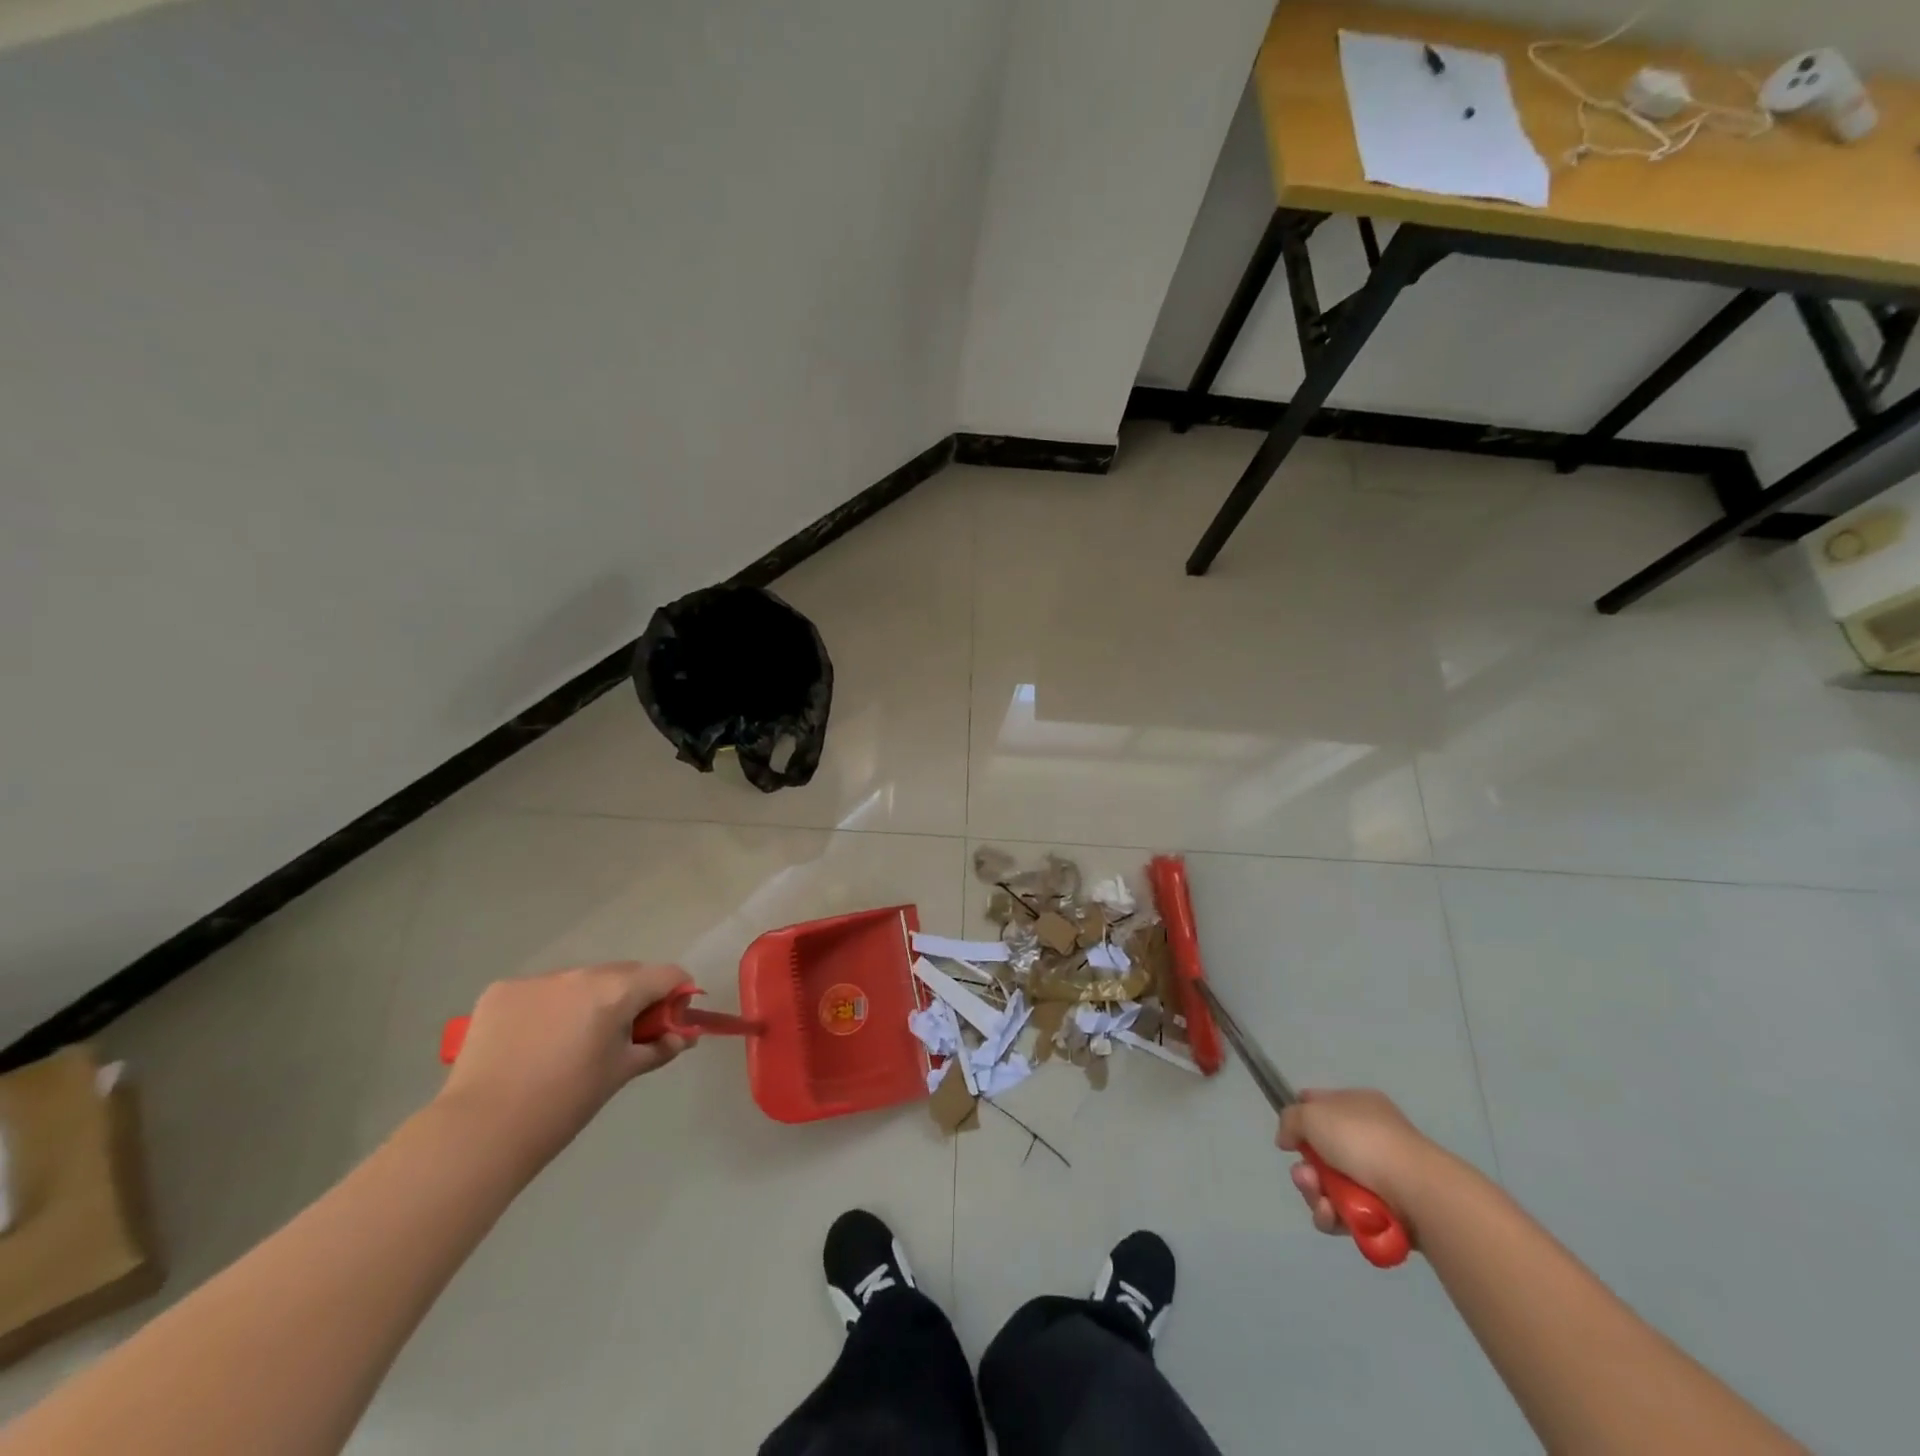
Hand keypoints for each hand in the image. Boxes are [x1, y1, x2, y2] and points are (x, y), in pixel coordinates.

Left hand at [437, 962, 691, 1166]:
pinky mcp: (501, 990)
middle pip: (623, 973)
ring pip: (580, 981)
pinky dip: (546, 1007)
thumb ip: (658, 1048)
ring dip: (587, 1000)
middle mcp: (581, 974)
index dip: (676, 994)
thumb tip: (683, 1037)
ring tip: (567, 1043)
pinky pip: (539, 991)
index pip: (667, 974)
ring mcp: (538, 979)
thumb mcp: (620, 1074)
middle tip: (619, 1036)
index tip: (668, 1022)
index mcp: (616, 991)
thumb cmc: (564, 1104)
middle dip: (631, 997)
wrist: (481, 1131)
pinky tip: (531, 1041)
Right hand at [1276, 1088, 1445, 1240]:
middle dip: (1306, 1168)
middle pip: (1320, 1153)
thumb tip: (1287, 1139)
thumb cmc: (1363, 1141)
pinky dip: (1334, 1217)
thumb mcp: (1313, 1114)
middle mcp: (1368, 1138)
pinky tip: (1333, 1217)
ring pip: (1329, 1186)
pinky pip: (1346, 1214)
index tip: (1290, 1137)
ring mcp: (1378, 1176)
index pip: (1320, 1104)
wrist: (1417, 1191)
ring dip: (1316, 1195)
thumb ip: (1290, 1120)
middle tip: (1306, 1177)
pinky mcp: (1384, 1212)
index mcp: (1357, 1105)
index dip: (1300, 1118)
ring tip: (1322, 1201)